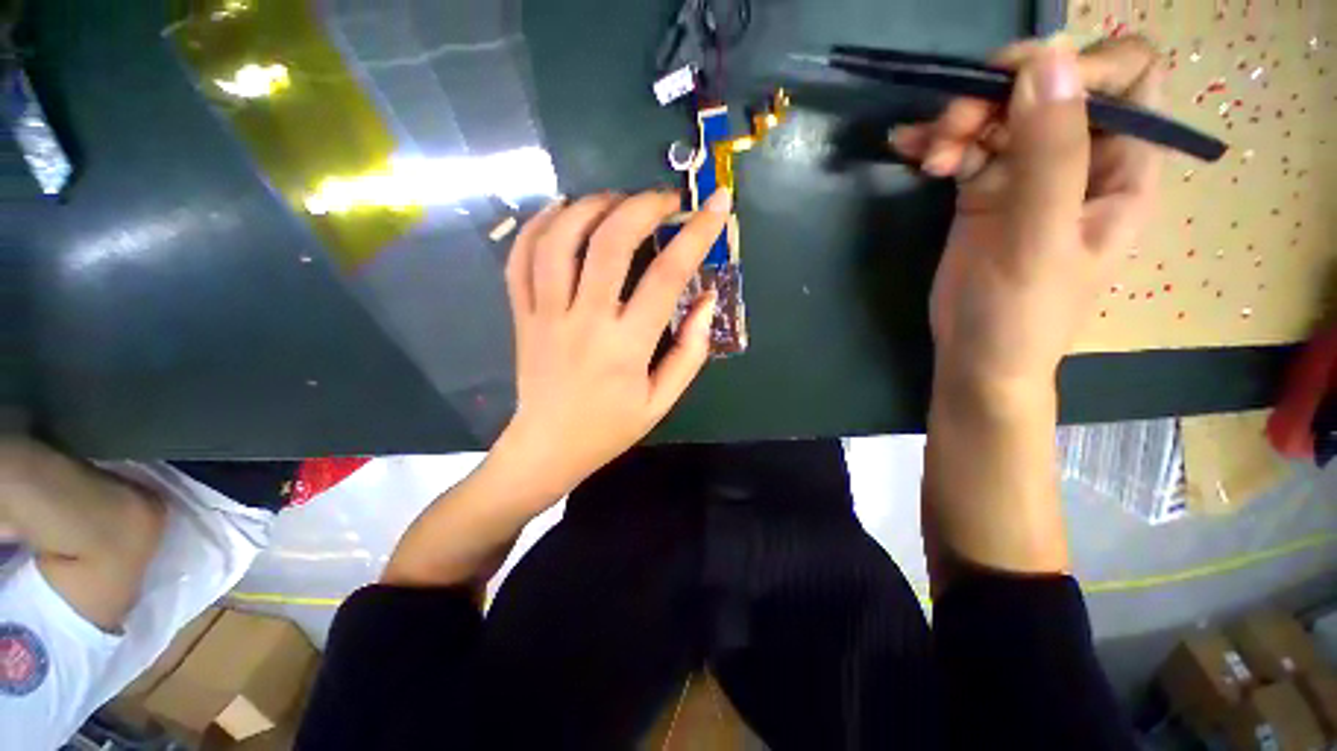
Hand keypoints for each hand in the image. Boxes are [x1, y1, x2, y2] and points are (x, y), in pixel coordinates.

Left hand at [493, 188, 731, 498]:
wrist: (548, 447)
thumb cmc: (611, 427)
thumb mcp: (662, 400)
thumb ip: (690, 351)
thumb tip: (706, 300)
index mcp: (626, 347)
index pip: (667, 276)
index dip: (697, 234)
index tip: (717, 204)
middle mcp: (584, 321)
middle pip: (609, 243)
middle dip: (642, 206)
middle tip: (664, 201)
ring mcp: (545, 314)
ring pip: (559, 240)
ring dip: (590, 206)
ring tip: (616, 200)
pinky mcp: (521, 314)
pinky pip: (520, 258)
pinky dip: (539, 224)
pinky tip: (561, 210)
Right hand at [893, 36, 1163, 398]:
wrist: (976, 360)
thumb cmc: (1021, 316)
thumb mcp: (1040, 239)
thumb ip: (1051, 154)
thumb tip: (1049, 61)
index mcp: (1122, 169)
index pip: (1125, 79)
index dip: (1078, 66)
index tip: (1017, 88)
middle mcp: (1081, 160)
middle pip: (1050, 89)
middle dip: (998, 96)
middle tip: (950, 130)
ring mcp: (1029, 175)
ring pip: (1002, 114)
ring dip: (959, 122)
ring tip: (926, 154)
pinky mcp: (985, 192)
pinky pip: (966, 147)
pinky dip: (938, 144)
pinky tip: (909, 151)